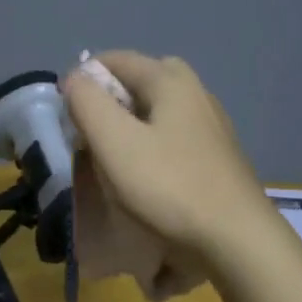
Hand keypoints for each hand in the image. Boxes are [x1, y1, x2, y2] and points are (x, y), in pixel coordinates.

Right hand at [62, 53, 273, 264]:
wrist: (236, 240)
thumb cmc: (169, 186)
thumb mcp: (114, 142)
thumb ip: (87, 103)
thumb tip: (75, 79)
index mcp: (171, 82)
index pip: (116, 60)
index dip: (83, 79)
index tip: (65, 114)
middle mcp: (196, 94)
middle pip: (143, 81)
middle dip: (111, 99)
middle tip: (90, 132)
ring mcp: (212, 128)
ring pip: (160, 112)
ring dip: (131, 126)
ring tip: (111, 158)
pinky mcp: (217, 160)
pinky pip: (174, 140)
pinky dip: (152, 149)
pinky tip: (144, 178)